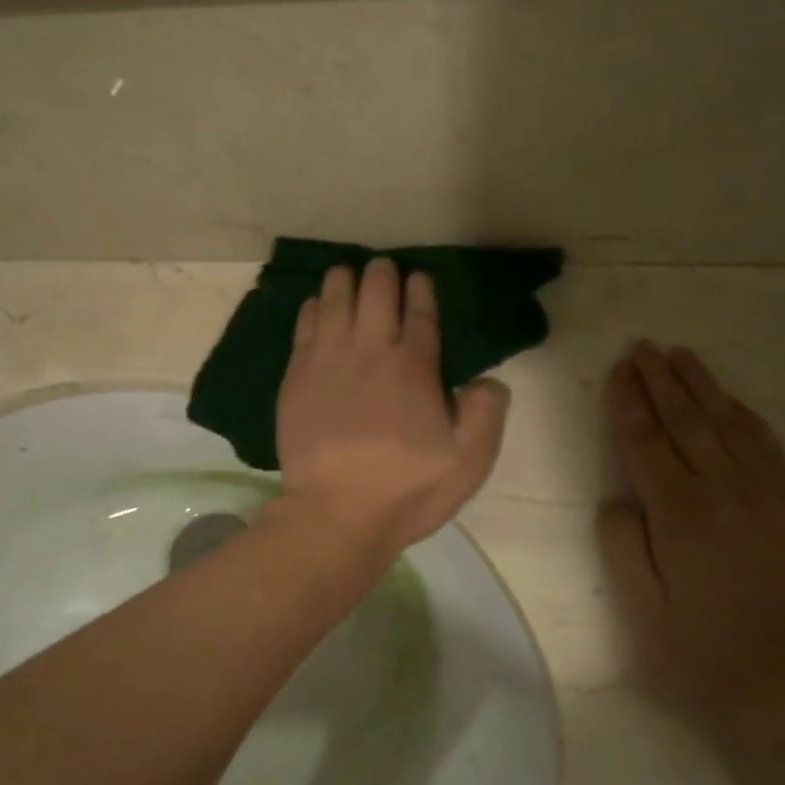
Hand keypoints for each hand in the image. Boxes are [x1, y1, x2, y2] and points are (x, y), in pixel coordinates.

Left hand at [277, 259, 509, 554]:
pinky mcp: (297, 377)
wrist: (336, 513)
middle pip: (375, 292)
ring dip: (344, 280)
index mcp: (414, 367)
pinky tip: (318, 304)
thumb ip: (485, 412)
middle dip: (382, 274)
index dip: (420, 289)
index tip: (419, 278)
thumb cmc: (406, 489)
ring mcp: (328, 361)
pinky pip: (305, 326)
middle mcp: (370, 351)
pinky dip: (314, 307)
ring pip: (335, 299)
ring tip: (348, 274)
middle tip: (384, 271)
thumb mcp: (468, 460)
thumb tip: (487, 380)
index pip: (420, 312)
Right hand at [598, 341, 784, 731]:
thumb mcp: (642, 616)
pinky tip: (732, 401)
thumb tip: (617, 500)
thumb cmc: (708, 661)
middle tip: (643, 346)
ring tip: (680, 356)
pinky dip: (745, 416)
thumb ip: (622, 549)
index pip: (646, 442)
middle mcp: (725, 492)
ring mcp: (770, 496)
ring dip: (702, 387)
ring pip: (729, 425)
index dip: (629, 403)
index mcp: (679, 516)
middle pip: (686, 421)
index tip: (618, 369)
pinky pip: (769, 446)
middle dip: (660, 381)